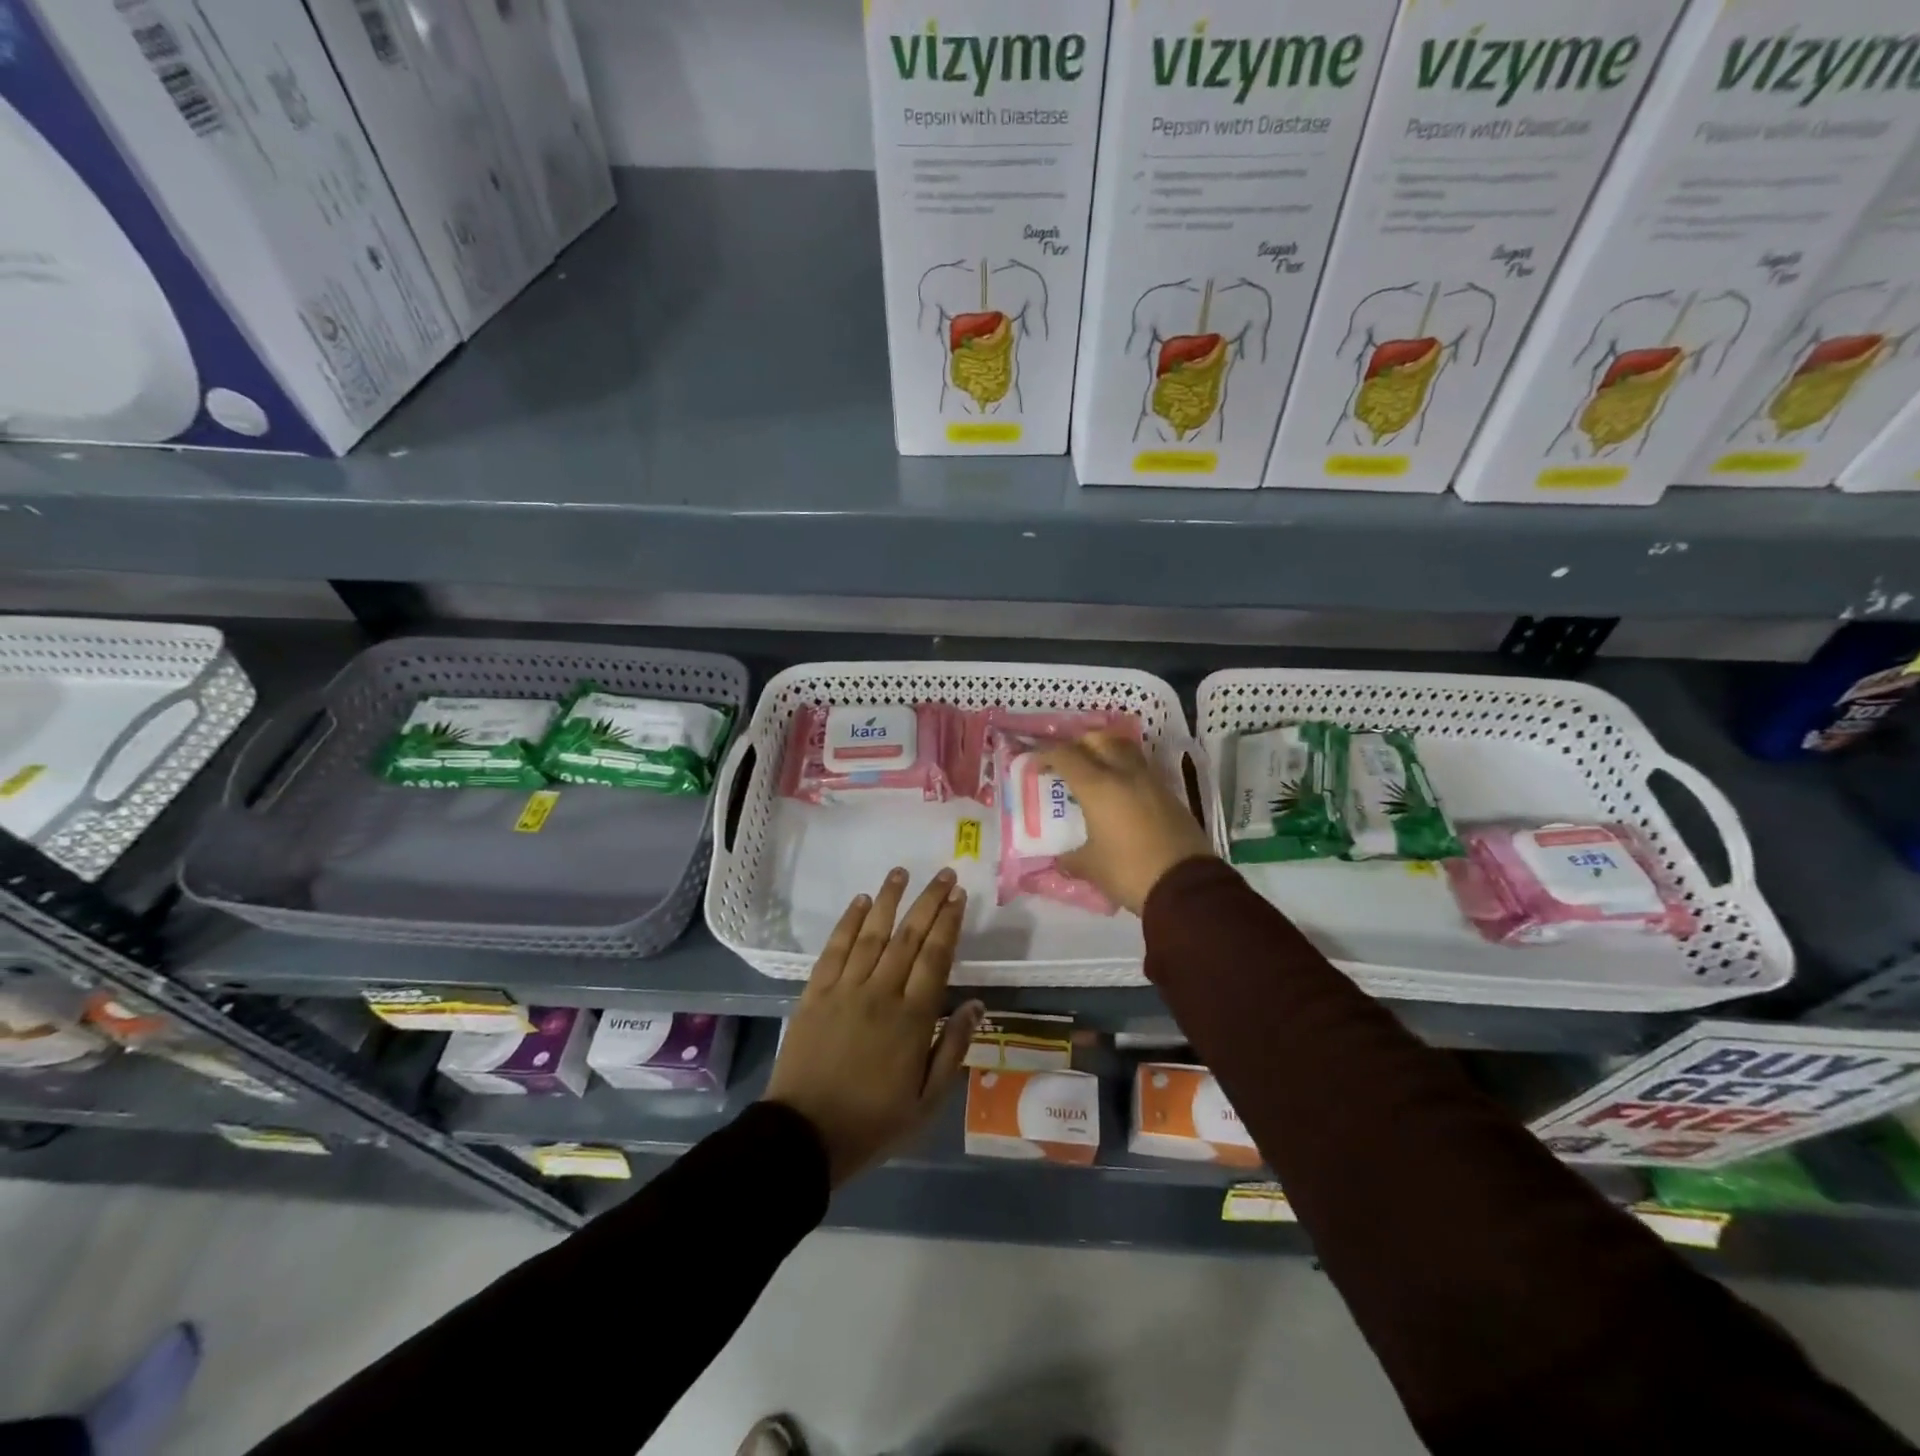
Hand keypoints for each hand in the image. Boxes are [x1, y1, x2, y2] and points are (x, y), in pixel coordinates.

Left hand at [764, 867, 982, 1186]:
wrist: (803, 1136)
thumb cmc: (872, 1122)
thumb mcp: (926, 1101)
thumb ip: (952, 1049)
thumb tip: (976, 1005)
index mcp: (912, 1019)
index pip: (936, 958)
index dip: (949, 923)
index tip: (959, 896)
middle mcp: (880, 993)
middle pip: (908, 937)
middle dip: (928, 902)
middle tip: (943, 874)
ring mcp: (845, 989)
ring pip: (871, 934)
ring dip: (888, 900)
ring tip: (901, 872)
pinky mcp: (815, 993)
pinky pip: (834, 949)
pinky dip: (848, 922)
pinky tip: (860, 902)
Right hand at [1040, 732, 1214, 915]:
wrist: (1186, 885)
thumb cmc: (1129, 871)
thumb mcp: (1091, 868)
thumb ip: (1071, 859)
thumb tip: (1062, 860)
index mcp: (1098, 786)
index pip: (1066, 756)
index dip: (1046, 756)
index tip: (1035, 766)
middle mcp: (1124, 774)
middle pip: (1098, 740)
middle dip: (1078, 746)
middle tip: (1067, 764)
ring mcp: (1151, 781)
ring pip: (1124, 750)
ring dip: (1105, 754)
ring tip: (1094, 774)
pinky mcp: (1170, 795)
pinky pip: (1141, 770)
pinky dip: (1125, 772)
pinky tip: (1120, 795)